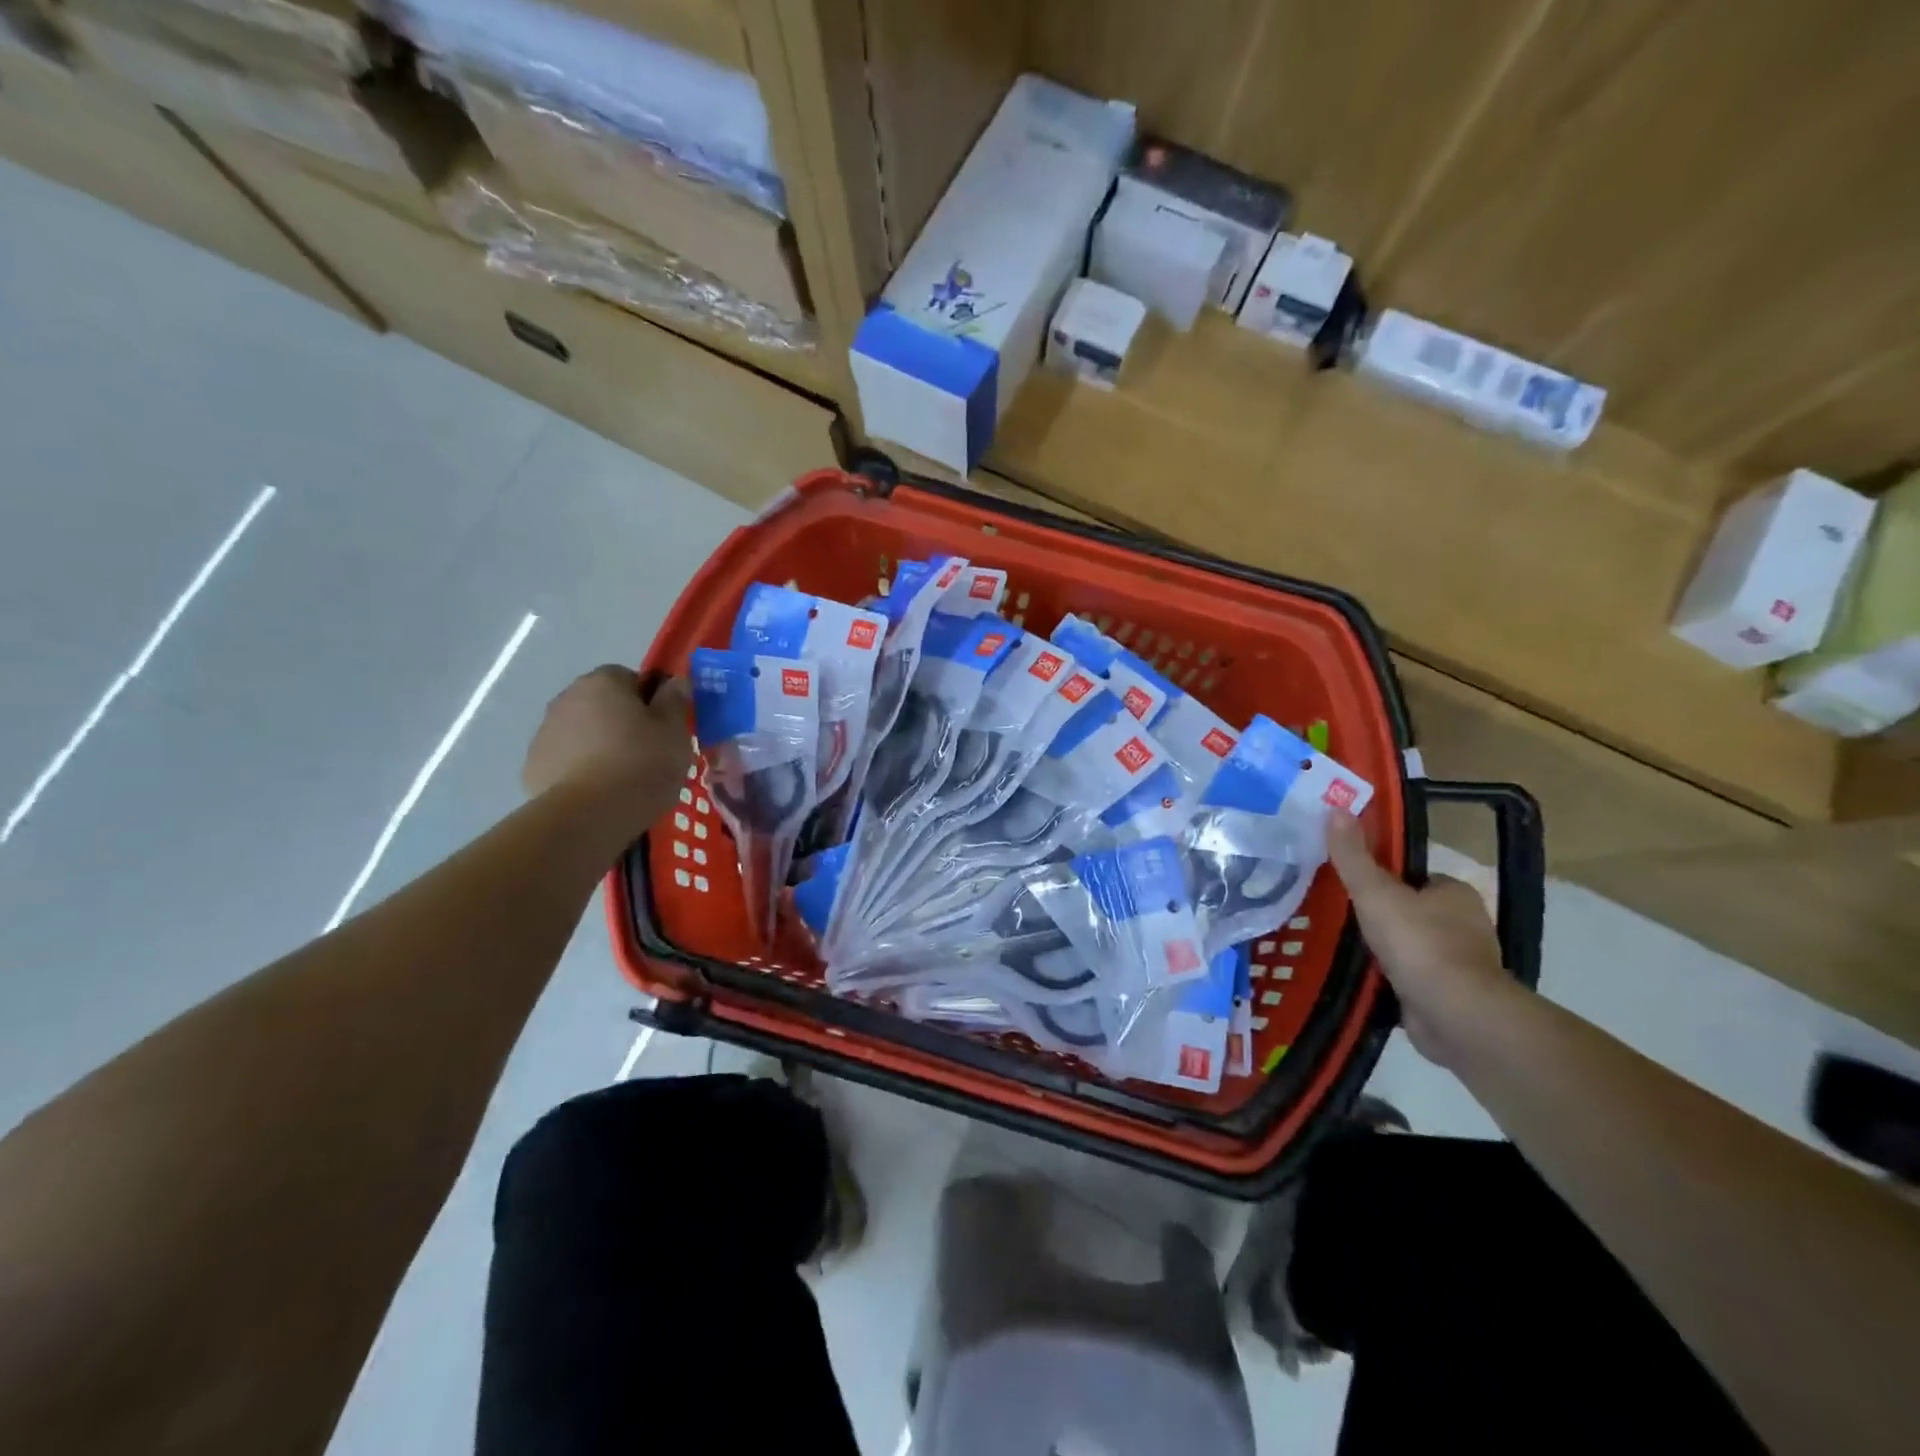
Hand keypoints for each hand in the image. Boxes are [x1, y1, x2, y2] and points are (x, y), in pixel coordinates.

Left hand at [523, 668, 693, 833]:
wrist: (589, 815)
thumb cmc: (642, 764)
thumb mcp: (675, 731)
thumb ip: (674, 701)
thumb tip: (675, 681)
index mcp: (603, 682)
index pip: (629, 677)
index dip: (649, 700)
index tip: (663, 727)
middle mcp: (567, 698)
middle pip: (602, 704)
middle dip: (621, 721)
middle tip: (647, 752)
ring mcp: (545, 732)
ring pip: (582, 731)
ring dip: (599, 745)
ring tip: (623, 778)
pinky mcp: (533, 766)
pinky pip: (565, 760)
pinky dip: (580, 769)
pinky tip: (599, 792)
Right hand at [1327, 812, 1521, 1066]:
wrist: (1456, 1015)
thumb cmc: (1419, 943)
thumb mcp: (1375, 892)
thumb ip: (1353, 856)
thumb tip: (1335, 808)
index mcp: (1455, 893)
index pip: (1415, 877)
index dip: (1384, 878)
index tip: (1353, 886)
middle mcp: (1465, 925)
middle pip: (1413, 911)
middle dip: (1382, 915)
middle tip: (1338, 915)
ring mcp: (1459, 964)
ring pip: (1412, 947)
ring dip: (1385, 950)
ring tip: (1341, 946)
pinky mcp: (1448, 997)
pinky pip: (1411, 979)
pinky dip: (1390, 979)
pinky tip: (1361, 978)